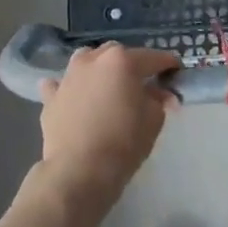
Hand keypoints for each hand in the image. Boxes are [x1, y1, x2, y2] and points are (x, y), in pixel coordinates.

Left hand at [37, 43, 180, 206]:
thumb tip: (161, 93)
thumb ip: (159, 99)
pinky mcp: (51, 97)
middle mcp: (94, 59)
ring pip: (87, 61)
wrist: (79, 171)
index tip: (176, 71)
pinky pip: (59, 85)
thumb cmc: (123, 143)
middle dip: (131, 65)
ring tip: (105, 86)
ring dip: (98, 68)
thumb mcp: (154, 120)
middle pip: (118, 55)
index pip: (153, 58)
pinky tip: (72, 97)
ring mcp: (69, 76)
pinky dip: (68, 88)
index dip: (168, 64)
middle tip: (141, 84)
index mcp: (122, 61)